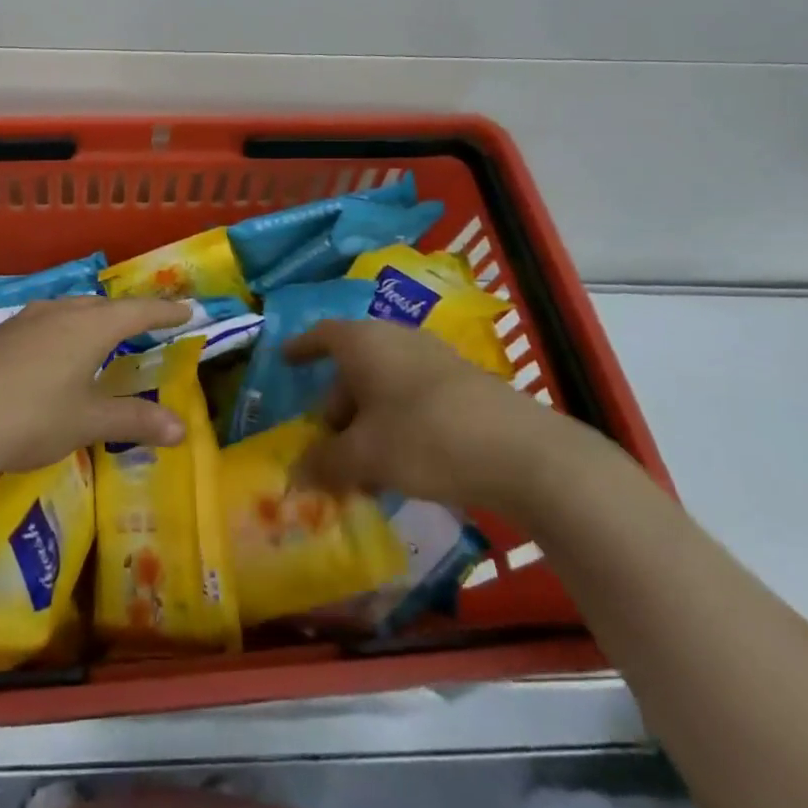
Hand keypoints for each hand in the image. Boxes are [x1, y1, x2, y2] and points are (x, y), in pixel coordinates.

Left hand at [0, 295, 194, 480]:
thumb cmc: (29, 418)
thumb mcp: (86, 422)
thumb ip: (134, 421)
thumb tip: (181, 428)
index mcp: (90, 327)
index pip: (138, 311)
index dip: (165, 311)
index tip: (188, 309)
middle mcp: (59, 313)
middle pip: (103, 306)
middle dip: (128, 313)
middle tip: (147, 322)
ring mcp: (24, 321)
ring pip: (70, 310)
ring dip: (93, 318)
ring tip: (103, 332)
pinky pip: (45, 322)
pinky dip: (65, 329)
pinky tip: (55, 350)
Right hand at [285, 319, 570, 514]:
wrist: (523, 452)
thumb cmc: (424, 438)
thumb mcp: (365, 456)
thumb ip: (325, 463)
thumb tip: (297, 473)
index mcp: (365, 343)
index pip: (322, 334)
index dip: (301, 348)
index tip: (285, 360)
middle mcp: (397, 340)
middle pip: (353, 367)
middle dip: (336, 405)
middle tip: (328, 444)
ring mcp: (434, 360)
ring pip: (385, 386)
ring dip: (367, 422)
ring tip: (363, 466)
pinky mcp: (464, 385)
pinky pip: (413, 398)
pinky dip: (396, 424)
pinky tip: (402, 464)